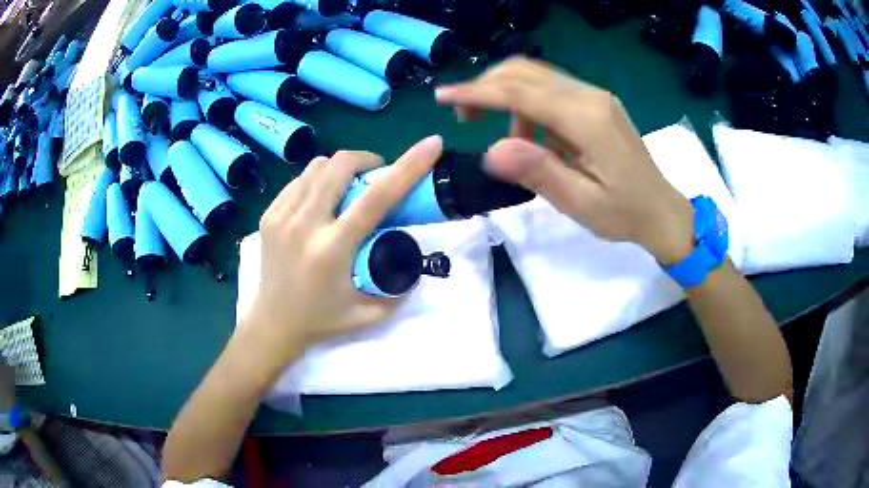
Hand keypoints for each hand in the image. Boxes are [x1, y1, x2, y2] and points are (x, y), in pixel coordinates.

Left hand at [241, 136, 443, 371]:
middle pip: (341, 165)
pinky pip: (299, 179)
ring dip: (341, 169)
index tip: (431, 144)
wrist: (272, 322)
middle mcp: (304, 225)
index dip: (408, 166)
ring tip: (348, 189)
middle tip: (376, 177)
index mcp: (332, 249)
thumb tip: (416, 262)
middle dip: (367, 160)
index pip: (376, 197)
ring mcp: (281, 216)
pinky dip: (318, 179)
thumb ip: (399, 289)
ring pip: (318, 166)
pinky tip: (322, 200)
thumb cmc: (322, 320)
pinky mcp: (268, 214)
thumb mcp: (369, 313)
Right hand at [436, 57, 693, 264]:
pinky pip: (551, 91)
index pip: (521, 92)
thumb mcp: (580, 202)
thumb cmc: (624, 213)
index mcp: (587, 119)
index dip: (478, 91)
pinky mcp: (595, 103)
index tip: (442, 96)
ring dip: (506, 95)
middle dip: (487, 87)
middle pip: (526, 72)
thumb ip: (539, 172)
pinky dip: (527, 106)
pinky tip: (530, 136)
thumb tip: (492, 151)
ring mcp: (594, 96)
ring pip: (536, 77)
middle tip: (465, 117)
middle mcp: (590, 96)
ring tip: (502, 137)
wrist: (661, 210)